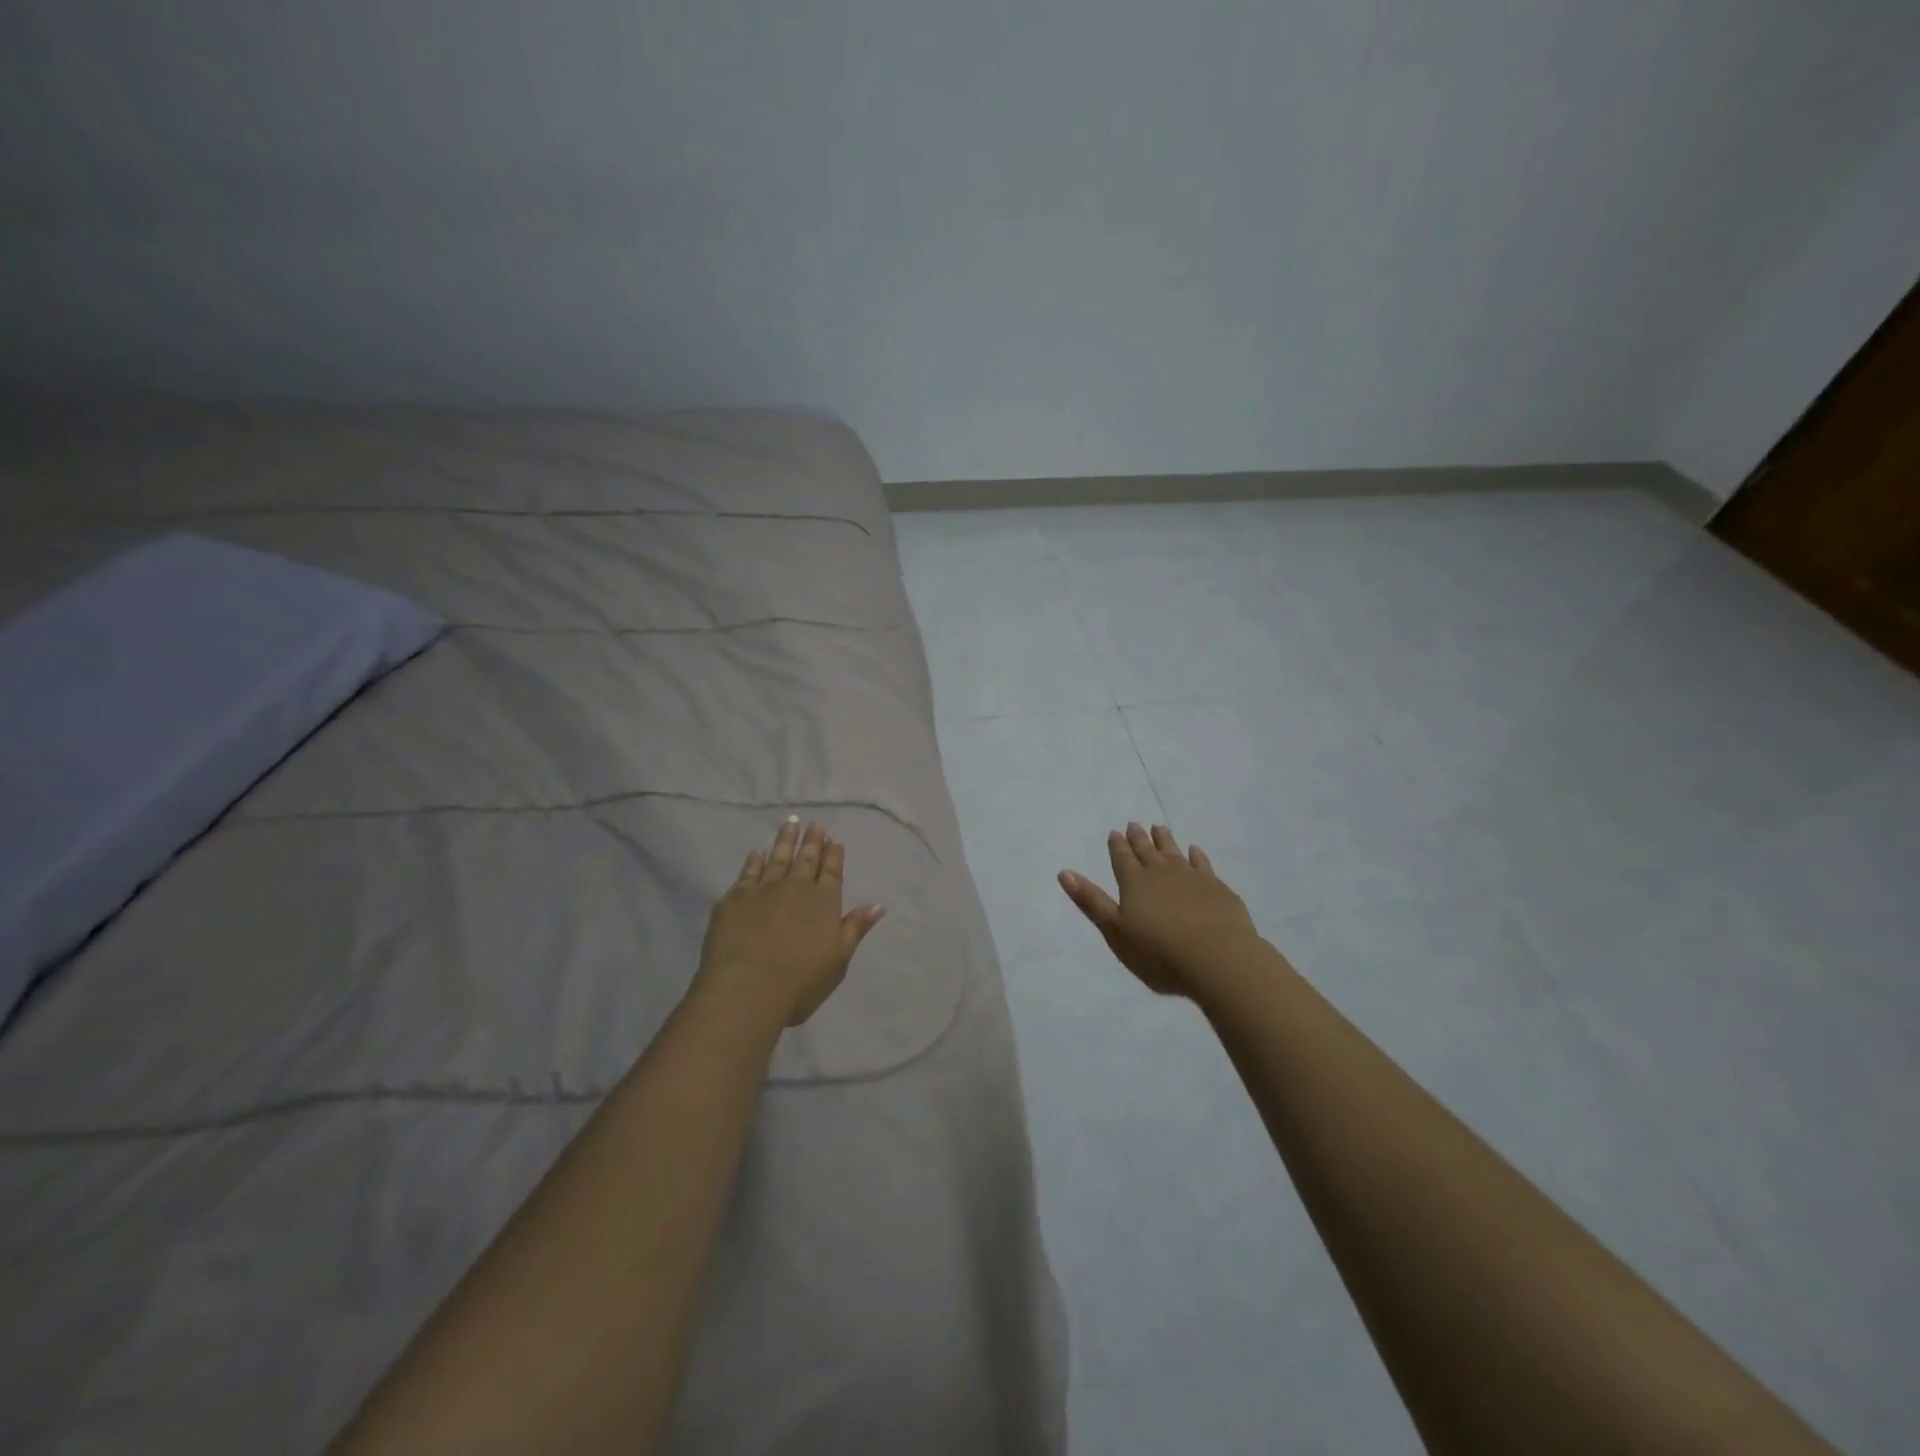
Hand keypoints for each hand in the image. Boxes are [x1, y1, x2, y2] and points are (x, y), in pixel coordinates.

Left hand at [695, 817, 886, 1027]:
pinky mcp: (735, 897)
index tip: (834, 839)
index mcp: (824, 902)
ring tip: (791, 823)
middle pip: (806, 859)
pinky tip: (758, 851)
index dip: (834, 855)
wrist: (747, 988)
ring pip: (778, 857)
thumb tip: (877, 905)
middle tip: (815, 824)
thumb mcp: (838, 959)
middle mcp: (796, 888)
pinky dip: (755, 859)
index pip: (832, 871)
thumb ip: (855, 928)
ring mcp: (764, 889)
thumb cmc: (800, 981)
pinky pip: (748, 871)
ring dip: (786, 839)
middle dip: (812, 841)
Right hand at [1058, 822, 1262, 999]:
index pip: (1122, 858)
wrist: (1218, 959)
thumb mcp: (1115, 931)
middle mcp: (1161, 872)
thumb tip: (1064, 872)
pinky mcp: (1217, 888)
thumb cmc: (1159, 952)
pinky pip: (1203, 864)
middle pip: (1147, 850)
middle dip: (1138, 838)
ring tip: (1159, 828)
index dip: (1117, 845)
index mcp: (1134, 882)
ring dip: (1165, 840)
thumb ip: (1091, 901)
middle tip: (1134, 824)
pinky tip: (1195, 851)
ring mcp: (1192, 877)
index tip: (1115, 832)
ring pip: (1174, 852)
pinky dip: (1196, 856)